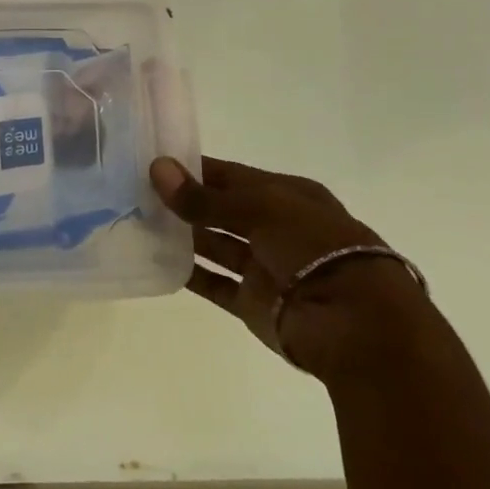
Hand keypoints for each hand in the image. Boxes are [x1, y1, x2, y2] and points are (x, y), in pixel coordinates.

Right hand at [149, 155, 428, 380]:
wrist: (356, 325)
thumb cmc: (316, 248)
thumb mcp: (261, 209)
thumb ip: (205, 197)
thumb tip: (156, 169)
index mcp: (287, 196)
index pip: (231, 175)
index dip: (194, 168)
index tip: (150, 163)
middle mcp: (276, 228)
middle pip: (220, 210)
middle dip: (183, 201)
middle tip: (133, 192)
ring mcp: (264, 267)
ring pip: (214, 245)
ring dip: (182, 235)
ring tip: (136, 222)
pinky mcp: (253, 302)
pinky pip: (213, 283)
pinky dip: (188, 273)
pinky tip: (154, 259)